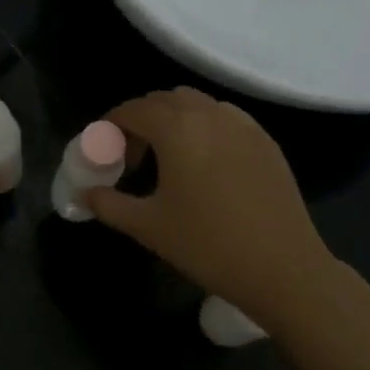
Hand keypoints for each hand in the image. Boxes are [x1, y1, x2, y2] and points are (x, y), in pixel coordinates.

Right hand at [88, 87, 332, 329]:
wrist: (283, 269)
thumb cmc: (208, 245)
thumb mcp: (148, 227)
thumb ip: (109, 204)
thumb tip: (85, 194)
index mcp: (176, 129)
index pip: (133, 110)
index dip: (111, 125)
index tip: (104, 149)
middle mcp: (208, 114)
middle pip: (164, 100)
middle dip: (141, 119)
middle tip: (132, 156)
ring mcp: (242, 124)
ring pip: (196, 104)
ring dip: (173, 118)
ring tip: (168, 156)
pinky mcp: (265, 140)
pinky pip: (224, 117)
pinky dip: (204, 126)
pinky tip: (205, 162)